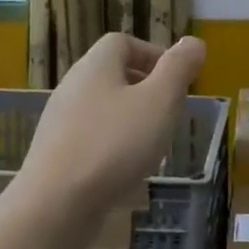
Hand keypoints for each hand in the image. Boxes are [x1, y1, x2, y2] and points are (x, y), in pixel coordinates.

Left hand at [21, 33, 206, 207]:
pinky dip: (114, 148)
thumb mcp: (159, 101)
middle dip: (147, 90)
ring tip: (154, 146)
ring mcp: (61, 122)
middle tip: (171, 113)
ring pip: (105, 109)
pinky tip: (128, 172)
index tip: (176, 80)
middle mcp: (73, 87)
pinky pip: (93, 139)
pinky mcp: (56, 155)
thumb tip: (194, 42)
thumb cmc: (114, 144)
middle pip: (114, 75)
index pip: (123, 42)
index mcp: (96, 66)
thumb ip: (178, 68)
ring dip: (132, 121)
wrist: (54, 206)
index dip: (153, 54)